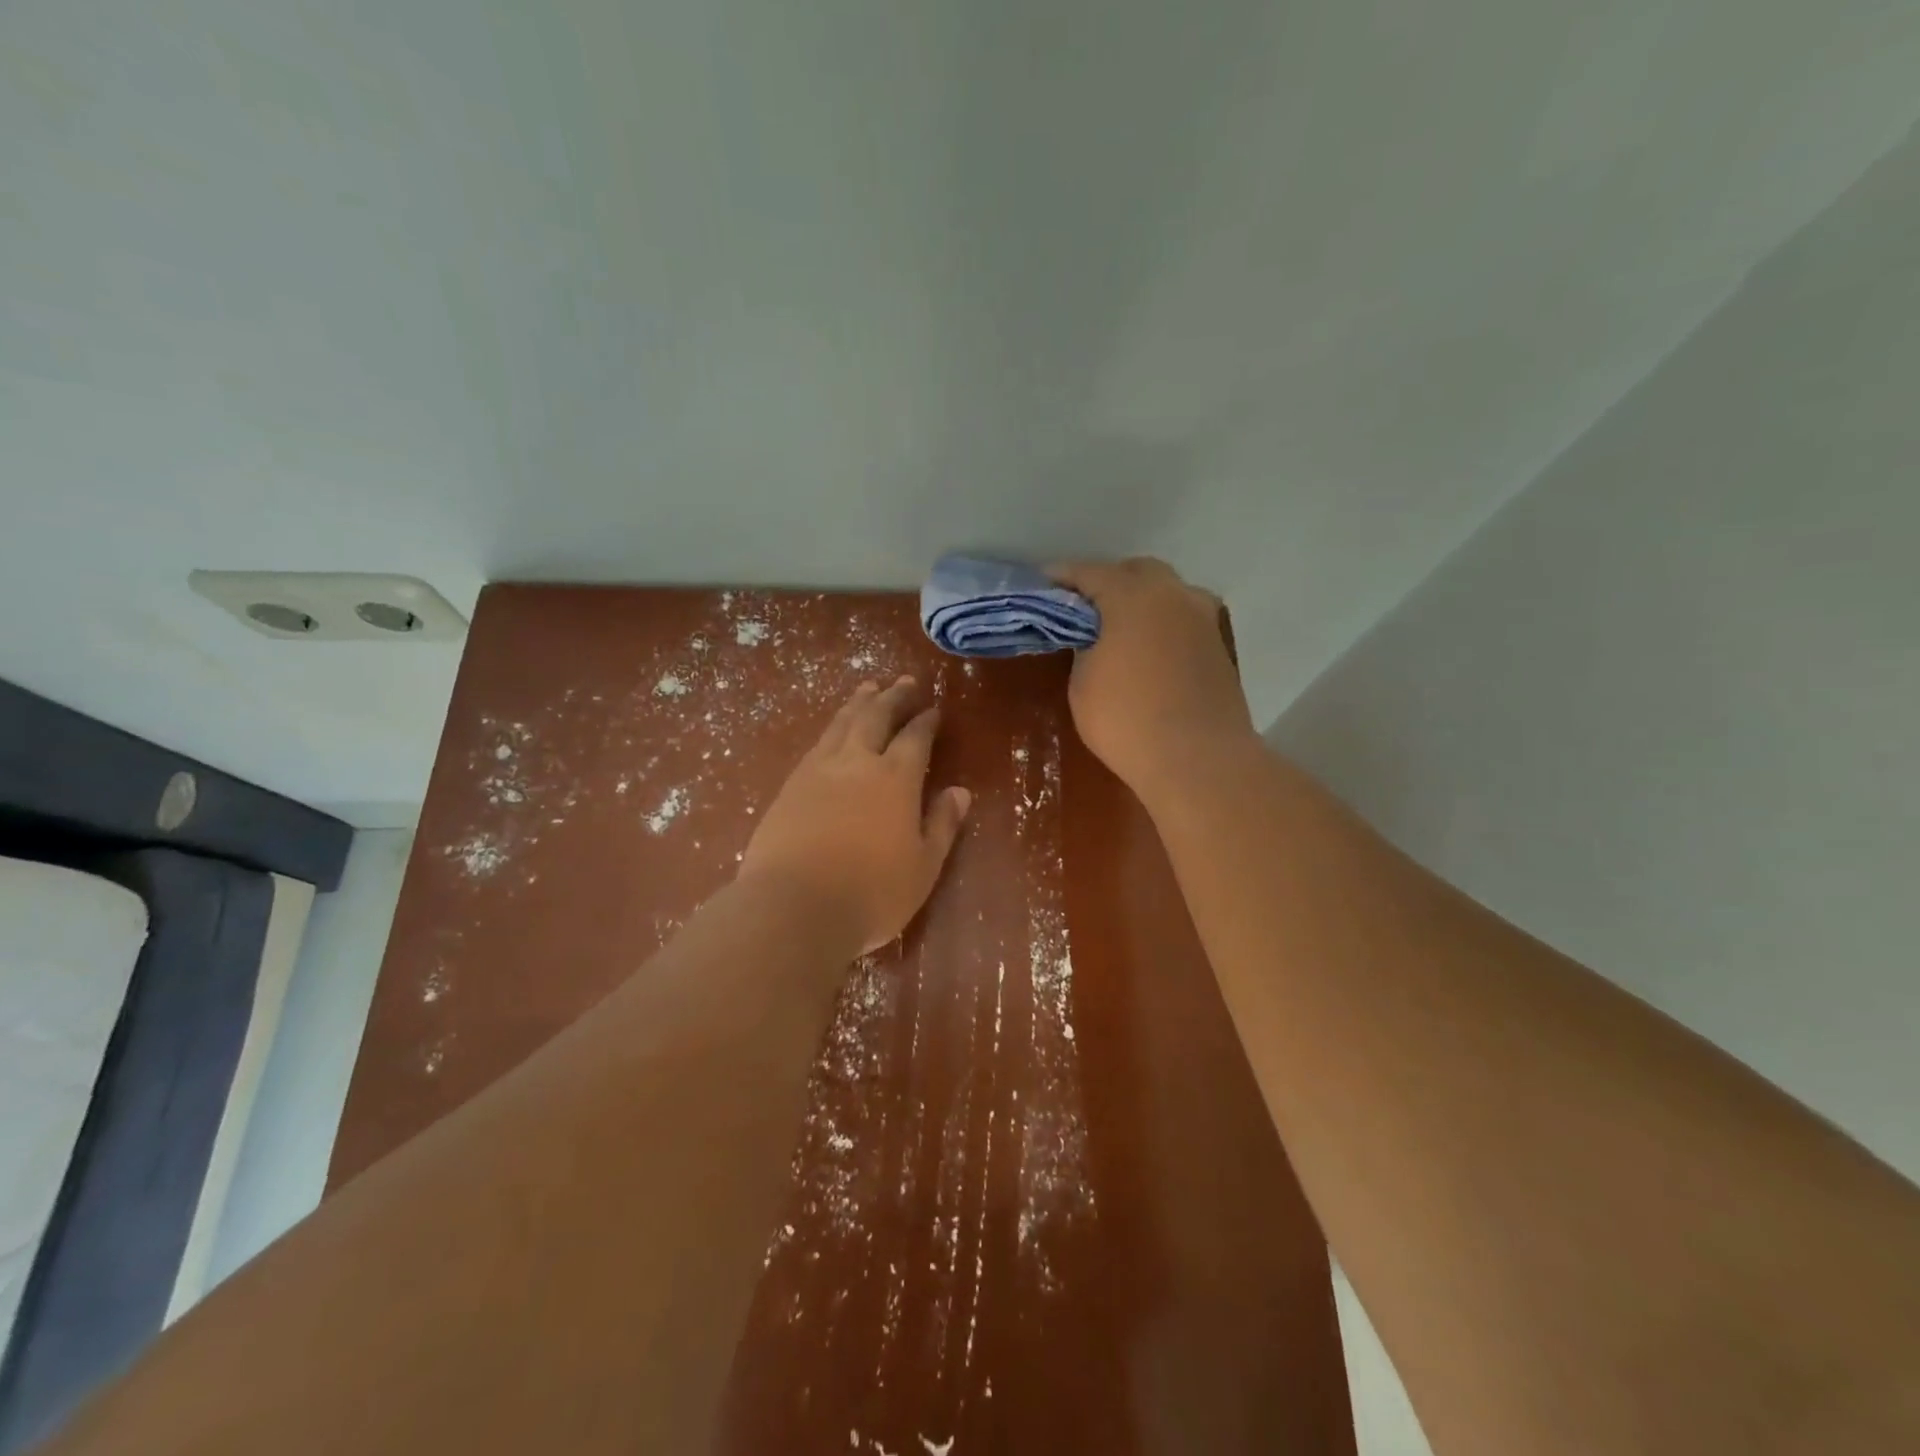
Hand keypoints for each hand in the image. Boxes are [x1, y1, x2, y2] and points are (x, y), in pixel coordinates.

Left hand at [740, 677, 972, 954]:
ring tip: (869, 688)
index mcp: (895, 779)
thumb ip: (942, 825)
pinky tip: (834, 731)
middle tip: (905, 681)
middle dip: (893, 697)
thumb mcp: (923, 866)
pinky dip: (833, 728)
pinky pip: (817, 743)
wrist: (792, 907)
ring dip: (859, 703)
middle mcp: (857, 763)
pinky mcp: (789, 786)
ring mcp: (818, 771)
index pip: (915, 738)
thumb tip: (960, 792)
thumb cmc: (870, 893)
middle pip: (876, 717)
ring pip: (842, 724)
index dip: (926, 721)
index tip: (934, 709)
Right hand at [1049, 558, 1256, 797]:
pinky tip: (1148, 650)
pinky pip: (1183, 621)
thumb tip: (1095, 638)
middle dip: (1108, 583)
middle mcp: (1173, 595)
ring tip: (1119, 629)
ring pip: (1167, 594)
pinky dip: (1162, 626)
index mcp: (1133, 595)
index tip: (1042, 584)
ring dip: (1141, 602)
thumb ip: (1085, 647)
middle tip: (1083, 608)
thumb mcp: (1083, 684)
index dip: (1062, 577)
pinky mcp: (1218, 647)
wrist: (1198, 760)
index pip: (1089, 573)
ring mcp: (1203, 620)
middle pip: (1136, 572)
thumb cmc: (1127, 719)